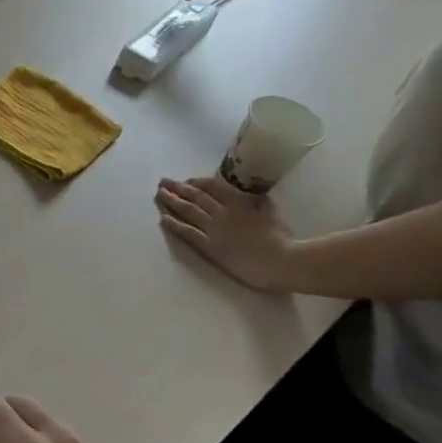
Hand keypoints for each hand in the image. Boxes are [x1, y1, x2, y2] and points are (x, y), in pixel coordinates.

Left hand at [156, 176, 301, 291]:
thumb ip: (256, 200)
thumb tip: (249, 193)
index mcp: (239, 201)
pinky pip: (187, 232)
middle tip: (163, 182)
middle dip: (177, 188)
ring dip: (171, 201)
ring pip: (188, 210)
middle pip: (195, 196)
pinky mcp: (209, 246)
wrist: (282, 260)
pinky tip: (162, 219)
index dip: (196, 183)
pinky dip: (174, 224)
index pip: (212, 186)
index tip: (185, 181)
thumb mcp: (270, 210)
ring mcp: (214, 228)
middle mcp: (223, 211)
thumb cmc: (281, 237)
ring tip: (159, 194)